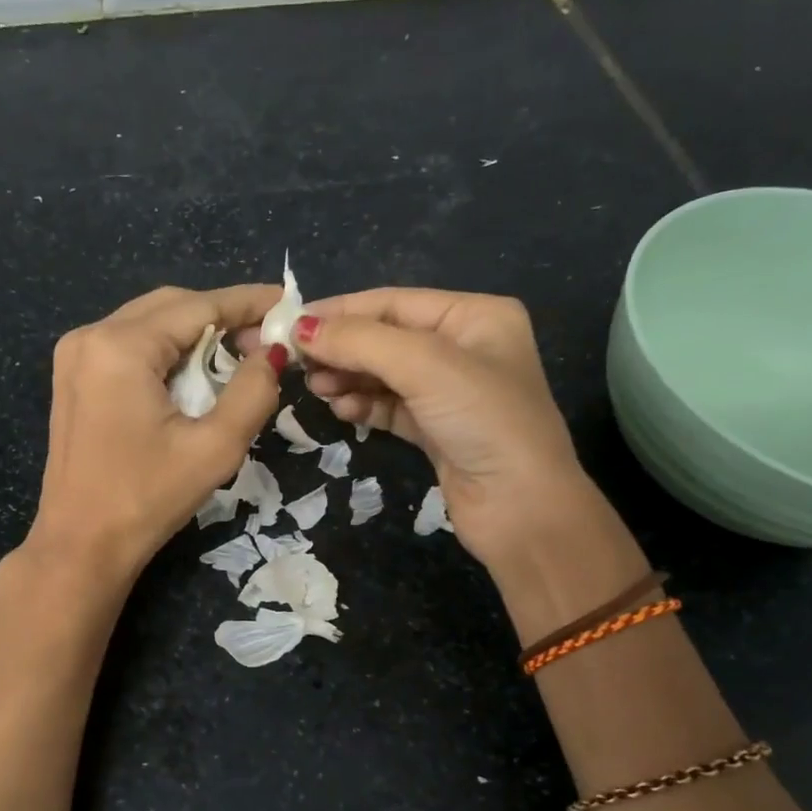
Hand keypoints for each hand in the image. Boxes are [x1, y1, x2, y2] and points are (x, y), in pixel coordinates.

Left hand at [25, 284, 282, 583]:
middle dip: (222, 316)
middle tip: (266, 342)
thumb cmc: (147, 500)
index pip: (198, 306)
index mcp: (120, 346)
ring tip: (238, 357)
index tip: (288, 303)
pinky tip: (194, 374)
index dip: (248, 302)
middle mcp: (90, 336)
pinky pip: (129, 346)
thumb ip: (252, 393)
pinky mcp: (73, 379)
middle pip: (170, 306)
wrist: (80, 546)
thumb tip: (272, 353)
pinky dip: (167, 351)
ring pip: (149, 323)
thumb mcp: (213, 449)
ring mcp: (75, 356)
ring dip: (195, 333)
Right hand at [287, 288, 600, 573]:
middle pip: (386, 338)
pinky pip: (390, 407)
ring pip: (384, 374)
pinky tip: (342, 409)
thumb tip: (300, 328)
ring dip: (348, 377)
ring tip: (316, 388)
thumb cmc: (483, 420)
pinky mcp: (436, 430)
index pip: (394, 302)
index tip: (290, 324)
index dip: (341, 311)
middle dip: (342, 348)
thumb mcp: (424, 366)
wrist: (520, 508)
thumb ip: (360, 342)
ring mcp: (450, 393)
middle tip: (298, 363)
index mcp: (475, 316)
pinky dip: (364, 405)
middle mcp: (464, 348)